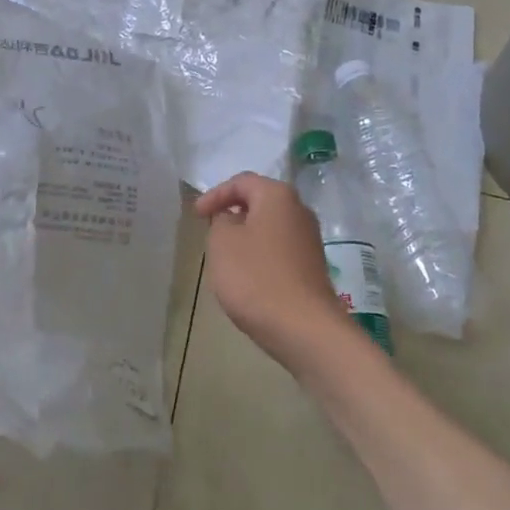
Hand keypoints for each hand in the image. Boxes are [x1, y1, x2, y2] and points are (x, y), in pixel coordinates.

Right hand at [196, 172, 362, 377]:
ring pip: (270, 227)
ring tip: (225, 256)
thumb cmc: (255, 277)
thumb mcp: (222, 242)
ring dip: (246, 236)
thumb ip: (221, 220)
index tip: (196, 216)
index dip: (215, 194)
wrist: (303, 328)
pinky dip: (260, 255)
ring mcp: (310, 239)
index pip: (242, 182)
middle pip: (260, 202)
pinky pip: (279, 250)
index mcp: (278, 196)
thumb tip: (233, 219)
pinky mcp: (312, 266)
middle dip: (233, 213)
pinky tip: (248, 276)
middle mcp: (300, 210)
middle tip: (210, 230)